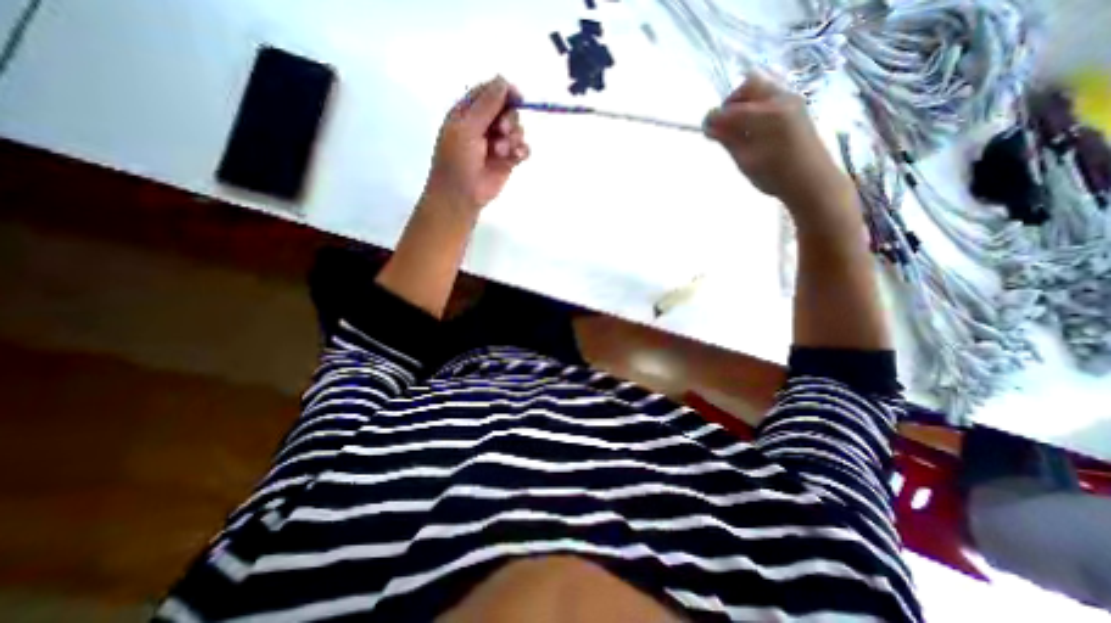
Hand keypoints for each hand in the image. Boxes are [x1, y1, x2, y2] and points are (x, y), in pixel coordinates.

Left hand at [424, 75, 530, 215]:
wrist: (461, 195)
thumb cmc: (457, 159)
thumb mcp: (467, 127)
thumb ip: (486, 104)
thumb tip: (503, 80)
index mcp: (468, 112)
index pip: (490, 93)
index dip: (504, 92)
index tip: (517, 96)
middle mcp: (484, 125)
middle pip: (508, 110)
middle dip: (510, 118)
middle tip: (503, 131)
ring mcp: (497, 144)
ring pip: (517, 129)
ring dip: (514, 137)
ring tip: (502, 151)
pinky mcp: (508, 161)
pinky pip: (522, 149)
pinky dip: (522, 150)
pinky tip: (516, 157)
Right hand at [701, 71, 852, 212]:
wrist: (811, 180)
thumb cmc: (775, 175)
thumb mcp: (745, 160)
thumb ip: (728, 139)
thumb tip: (710, 126)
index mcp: (766, 116)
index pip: (731, 109)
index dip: (714, 118)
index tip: (705, 130)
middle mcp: (780, 100)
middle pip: (749, 85)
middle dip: (731, 102)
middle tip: (724, 125)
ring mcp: (792, 101)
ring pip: (761, 89)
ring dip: (745, 104)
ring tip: (739, 129)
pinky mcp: (797, 107)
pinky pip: (771, 97)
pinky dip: (757, 107)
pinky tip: (754, 129)